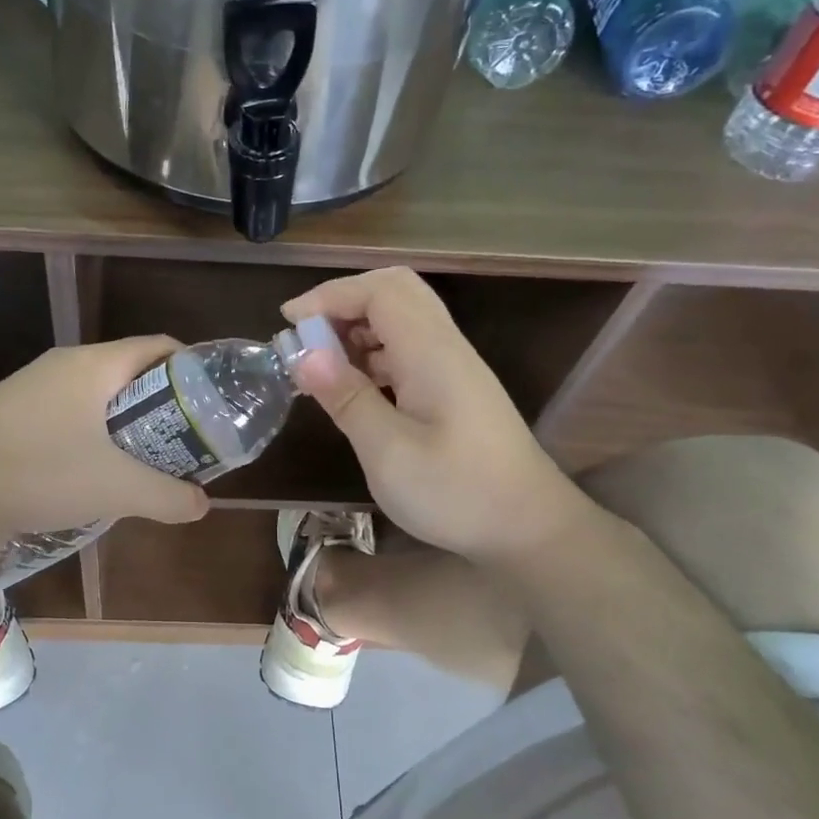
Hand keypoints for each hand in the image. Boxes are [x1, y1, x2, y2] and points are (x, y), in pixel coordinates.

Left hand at [0, 336, 210, 541]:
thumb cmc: (41, 474)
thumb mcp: (116, 489)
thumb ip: (168, 496)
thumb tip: (201, 505)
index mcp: (92, 365)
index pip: (157, 347)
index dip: (191, 369)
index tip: (210, 404)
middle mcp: (61, 364)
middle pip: (127, 372)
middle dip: (160, 404)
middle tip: (180, 440)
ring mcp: (29, 386)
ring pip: (93, 394)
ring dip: (122, 422)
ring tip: (139, 459)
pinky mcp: (7, 411)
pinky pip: (65, 411)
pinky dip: (89, 432)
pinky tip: (88, 470)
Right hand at [282, 268, 573, 560]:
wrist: (529, 528)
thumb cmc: (457, 493)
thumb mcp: (389, 452)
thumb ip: (347, 398)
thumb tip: (303, 354)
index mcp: (431, 353)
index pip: (379, 291)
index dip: (330, 295)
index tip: (288, 323)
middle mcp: (445, 347)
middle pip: (394, 292)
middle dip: (343, 303)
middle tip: (305, 336)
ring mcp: (453, 367)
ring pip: (401, 319)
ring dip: (356, 329)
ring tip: (320, 364)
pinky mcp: (454, 389)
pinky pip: (407, 349)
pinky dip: (372, 354)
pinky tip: (352, 388)